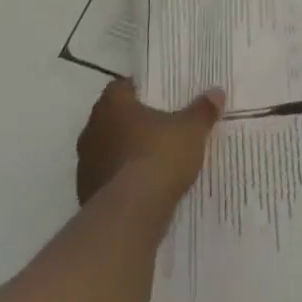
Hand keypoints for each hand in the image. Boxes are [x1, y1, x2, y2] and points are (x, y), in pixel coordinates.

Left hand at [75, 79, 223, 205]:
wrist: (130, 214)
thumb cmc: (158, 156)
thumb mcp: (191, 130)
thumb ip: (202, 110)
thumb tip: (216, 92)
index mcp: (112, 105)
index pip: (121, 87)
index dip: (140, 90)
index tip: (159, 97)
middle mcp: (92, 130)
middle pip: (114, 119)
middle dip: (134, 122)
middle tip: (161, 125)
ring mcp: (85, 165)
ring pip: (108, 150)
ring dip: (126, 153)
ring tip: (154, 159)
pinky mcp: (86, 195)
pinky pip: (108, 179)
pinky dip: (122, 180)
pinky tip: (144, 187)